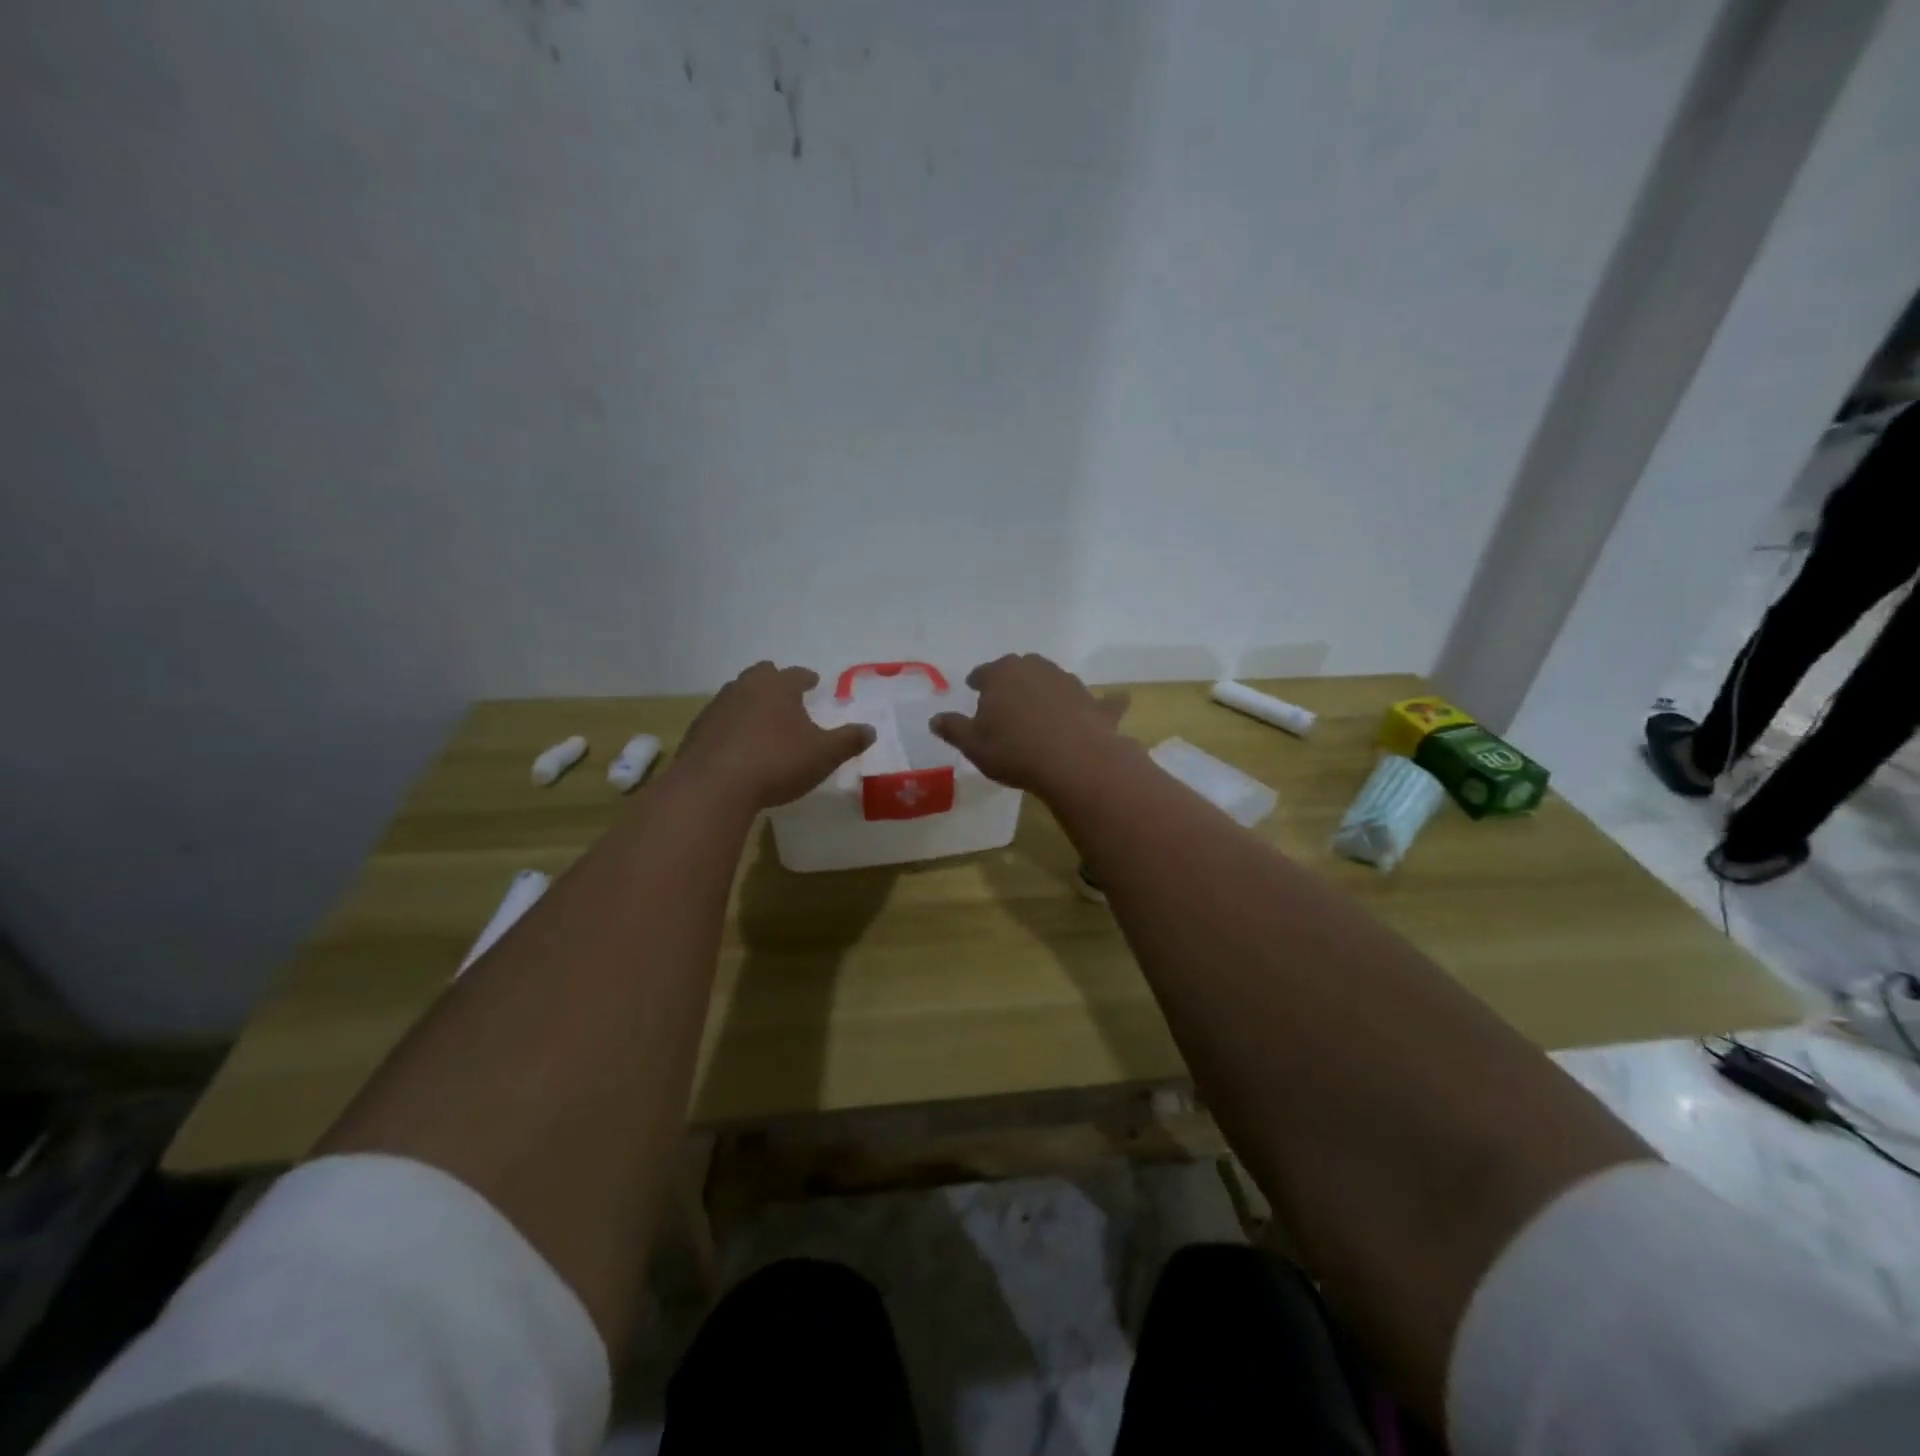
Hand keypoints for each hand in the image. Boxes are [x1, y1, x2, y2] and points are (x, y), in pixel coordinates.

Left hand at [673, 662, 874, 810]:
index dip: (807, 678)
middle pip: (761, 675)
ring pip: (737, 695)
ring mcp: (716, 708)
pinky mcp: (697, 732)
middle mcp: (745, 688)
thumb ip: (848, 740)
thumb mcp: (824, 754)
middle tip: (786, 695)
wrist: (714, 786)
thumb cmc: (777, 762)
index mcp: (777, 687)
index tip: (813, 682)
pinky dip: (731, 727)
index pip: (796, 674)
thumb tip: (871, 730)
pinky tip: (738, 745)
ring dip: (751, 703)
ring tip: (762, 721)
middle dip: (775, 682)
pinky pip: (720, 721)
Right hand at [930, 654, 1129, 794]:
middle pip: (1020, 668)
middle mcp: (1036, 669)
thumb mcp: (973, 745)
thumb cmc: (1014, 751)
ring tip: (1042, 707)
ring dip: (1047, 689)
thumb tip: (935, 718)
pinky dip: (1105, 702)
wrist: (1074, 762)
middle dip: (1012, 679)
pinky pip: (1101, 700)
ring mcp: (1069, 683)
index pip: (984, 672)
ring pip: (1054, 679)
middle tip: (1006, 697)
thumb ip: (953, 729)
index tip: (974, 688)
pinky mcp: (1095, 703)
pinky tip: (1115, 703)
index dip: (978, 681)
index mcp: (1002, 674)